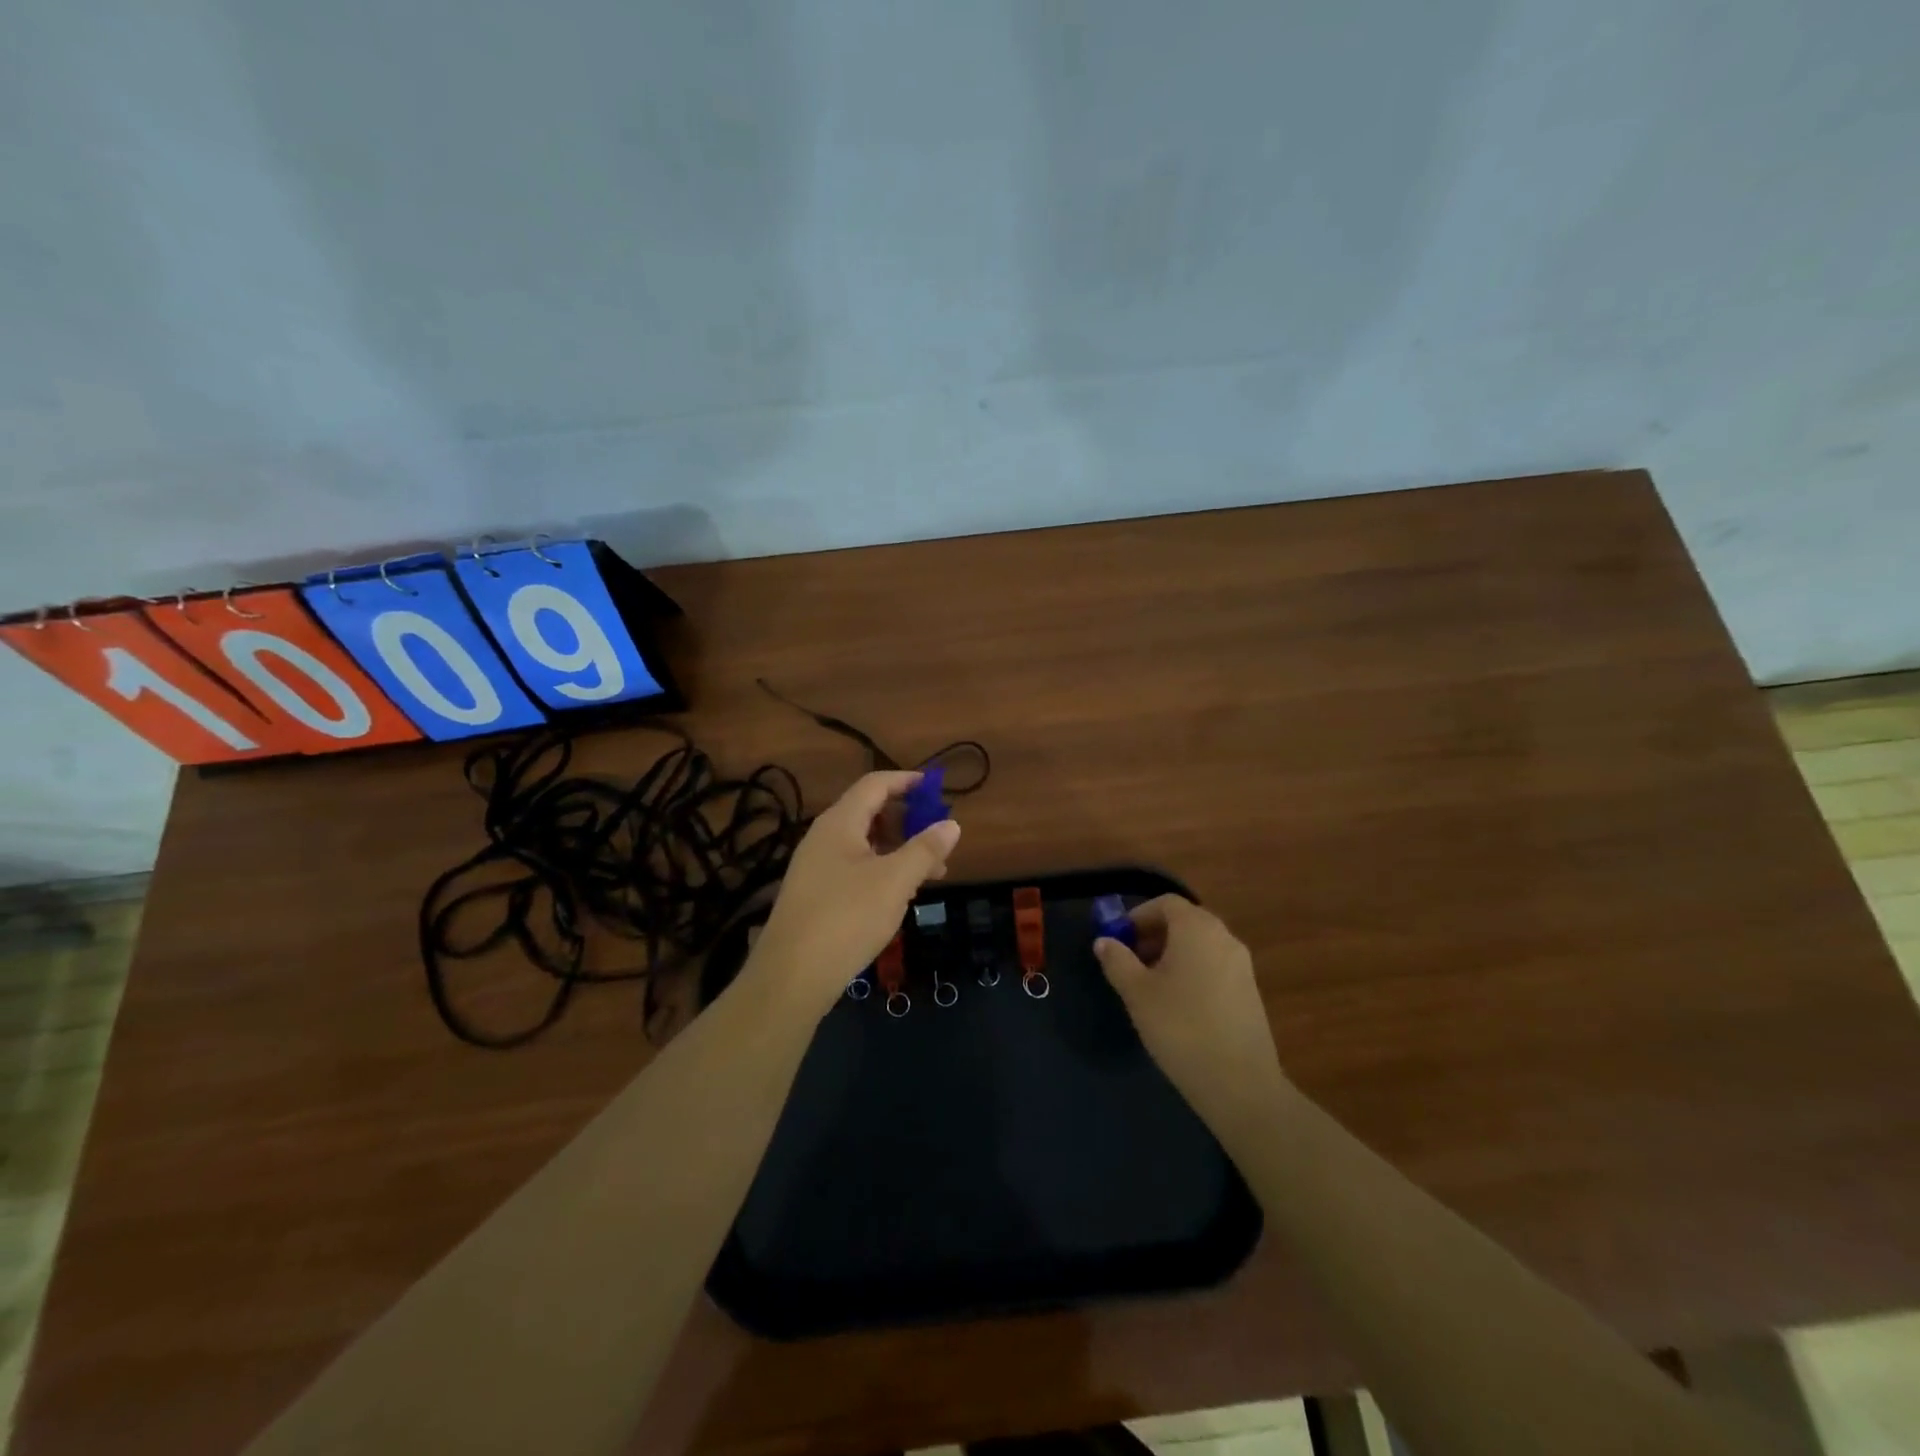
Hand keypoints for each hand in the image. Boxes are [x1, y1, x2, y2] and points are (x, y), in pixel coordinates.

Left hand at [748, 771, 960, 1016]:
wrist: (791, 976)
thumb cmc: (847, 918)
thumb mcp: (895, 881)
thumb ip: (925, 849)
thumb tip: (952, 824)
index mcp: (839, 823)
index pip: (875, 785)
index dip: (906, 781)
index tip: (936, 787)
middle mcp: (823, 837)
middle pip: (869, 812)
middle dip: (908, 820)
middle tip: (939, 839)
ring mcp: (816, 867)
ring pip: (864, 844)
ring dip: (898, 850)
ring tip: (931, 873)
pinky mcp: (815, 894)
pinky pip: (854, 868)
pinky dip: (881, 871)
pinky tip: (899, 896)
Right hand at [1093, 897, 1288, 1134]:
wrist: (1240, 1083)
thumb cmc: (1180, 1027)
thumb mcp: (1137, 993)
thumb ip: (1117, 961)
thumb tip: (1104, 941)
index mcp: (1197, 928)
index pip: (1165, 903)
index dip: (1138, 916)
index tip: (1119, 940)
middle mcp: (1224, 937)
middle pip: (1185, 921)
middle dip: (1154, 936)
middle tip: (1130, 962)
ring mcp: (1242, 964)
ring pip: (1200, 945)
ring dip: (1173, 954)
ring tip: (1150, 986)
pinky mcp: (1250, 992)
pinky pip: (1215, 966)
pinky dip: (1193, 971)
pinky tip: (1178, 1006)